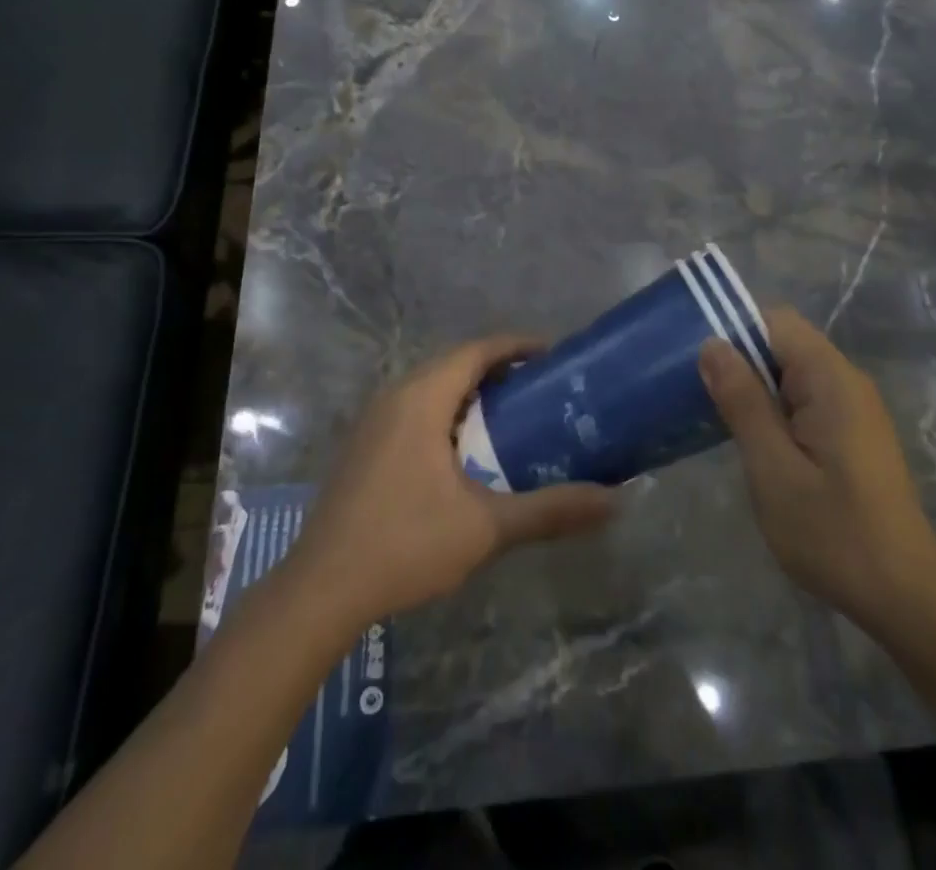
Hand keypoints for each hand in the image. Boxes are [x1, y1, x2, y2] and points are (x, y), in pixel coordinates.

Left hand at [286, 336, 618, 629]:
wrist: (321, 590)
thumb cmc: (406, 544)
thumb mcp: (486, 527)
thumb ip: (550, 510)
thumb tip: (614, 502)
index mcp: (422, 397)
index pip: (477, 350)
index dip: (517, 346)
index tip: (555, 355)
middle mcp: (396, 395)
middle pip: (455, 363)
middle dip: (499, 369)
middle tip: (541, 389)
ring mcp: (374, 420)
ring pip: (432, 387)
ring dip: (471, 392)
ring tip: (512, 416)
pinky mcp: (364, 445)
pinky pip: (415, 408)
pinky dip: (447, 412)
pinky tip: (466, 451)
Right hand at [700, 308, 935, 633]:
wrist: (905, 598)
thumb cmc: (834, 533)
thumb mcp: (773, 468)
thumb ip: (743, 401)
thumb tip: (711, 344)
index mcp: (830, 379)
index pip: (776, 321)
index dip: (733, 327)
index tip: (694, 355)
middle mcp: (846, 381)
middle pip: (783, 343)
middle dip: (739, 359)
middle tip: (693, 388)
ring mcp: (853, 408)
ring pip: (791, 372)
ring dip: (753, 386)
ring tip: (711, 412)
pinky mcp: (851, 433)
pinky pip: (804, 399)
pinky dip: (773, 408)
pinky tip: (749, 438)